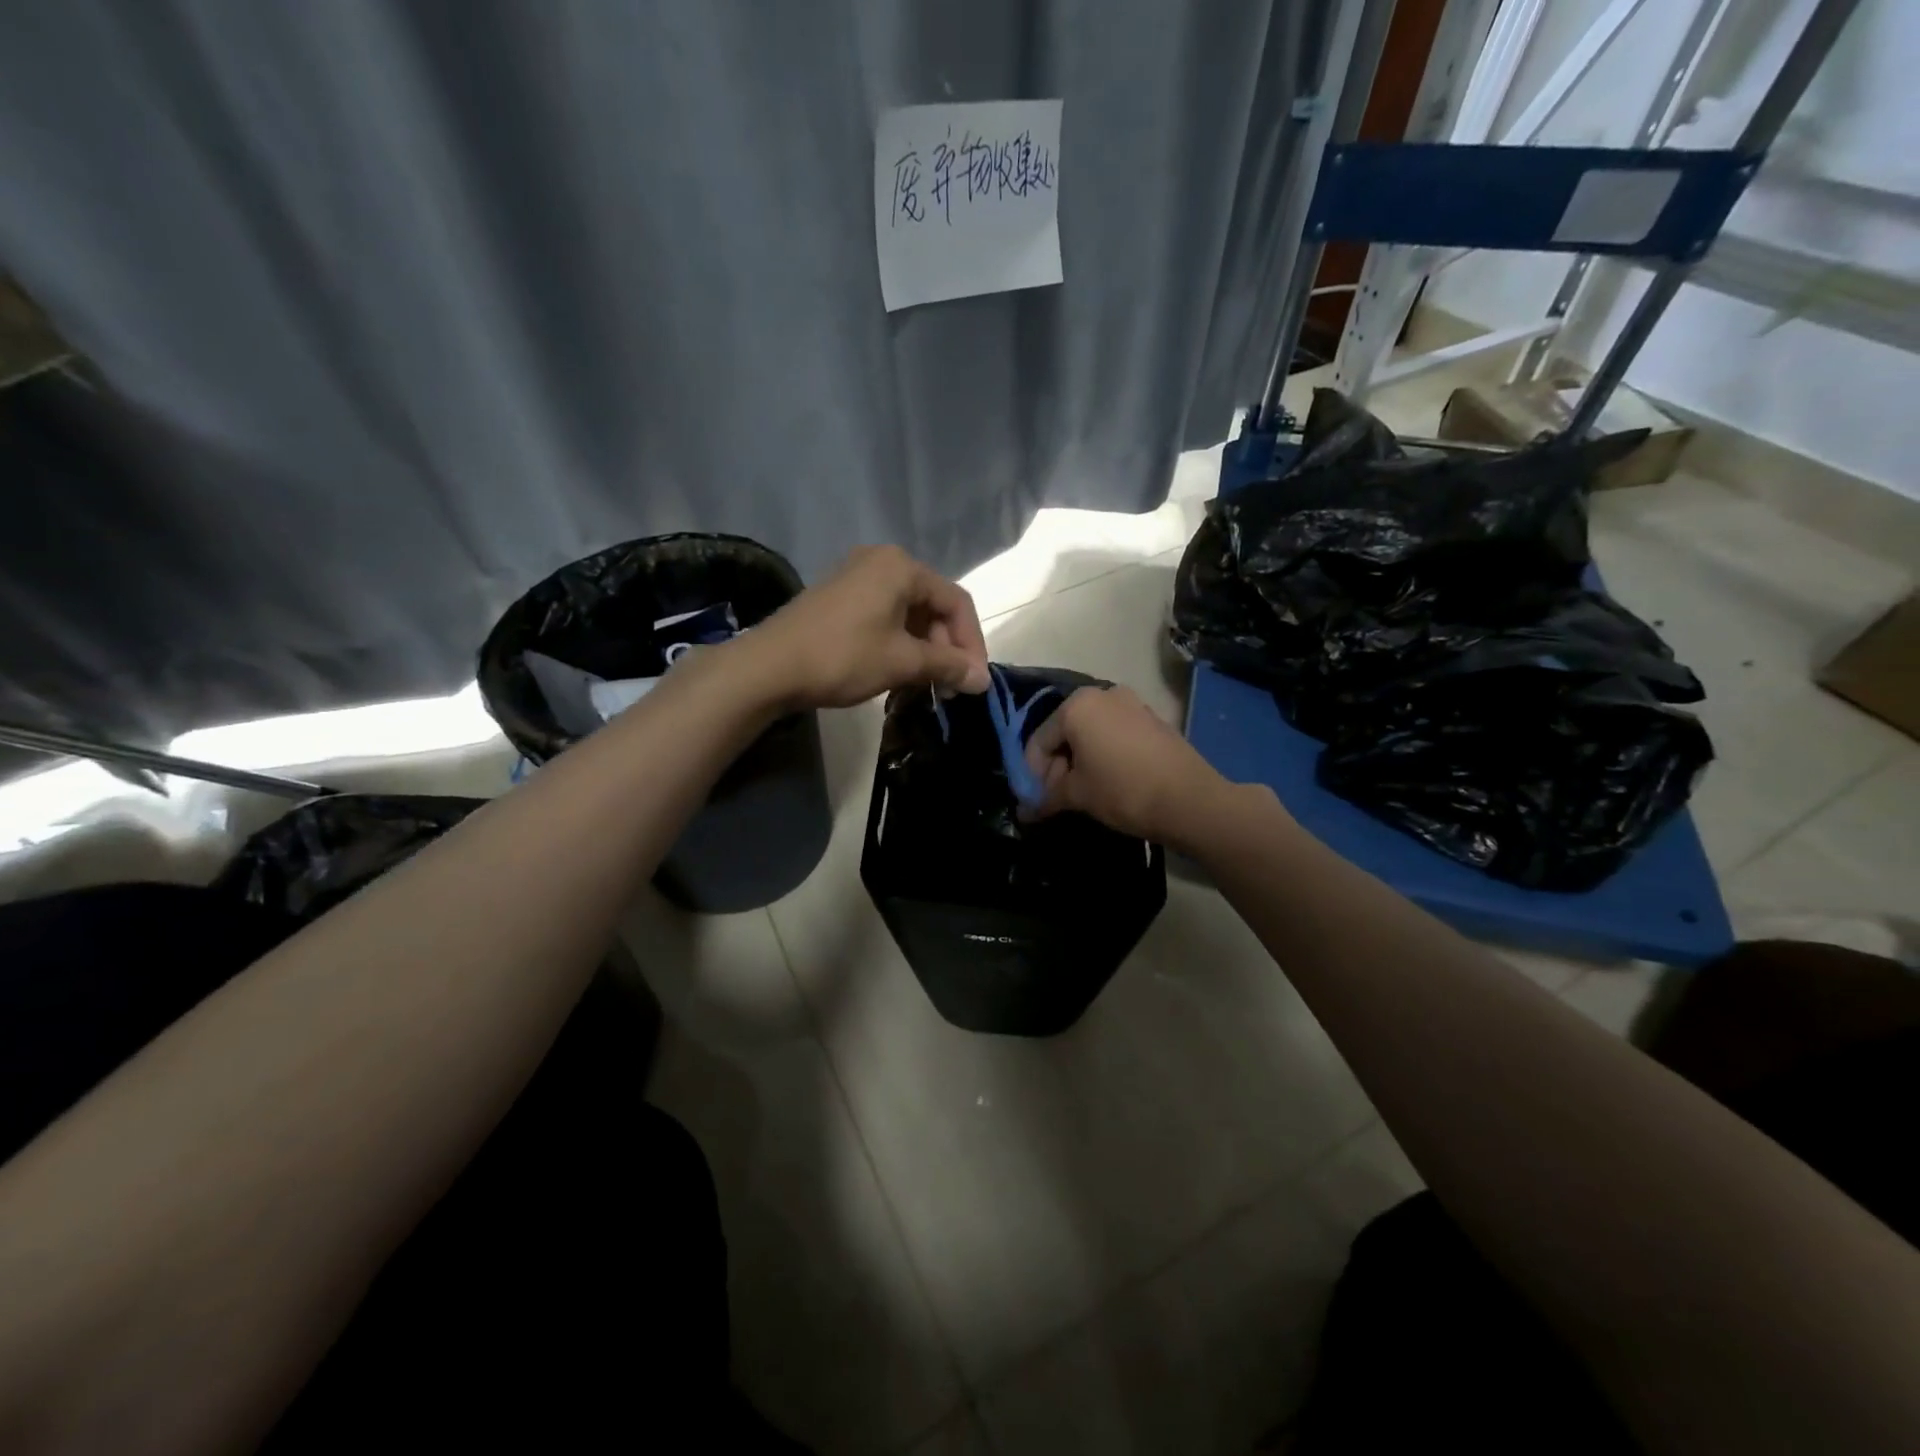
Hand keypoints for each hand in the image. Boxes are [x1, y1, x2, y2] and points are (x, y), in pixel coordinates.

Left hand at [747, 545, 989, 709]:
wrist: (768, 667)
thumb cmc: (842, 657)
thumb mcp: (901, 662)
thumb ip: (947, 666)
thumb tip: (983, 680)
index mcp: (901, 567)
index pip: (956, 602)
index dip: (971, 643)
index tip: (974, 681)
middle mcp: (881, 562)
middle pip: (933, 605)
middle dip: (947, 647)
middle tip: (950, 687)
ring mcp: (857, 577)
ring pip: (909, 613)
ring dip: (925, 649)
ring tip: (927, 684)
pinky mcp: (839, 597)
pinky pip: (885, 615)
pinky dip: (900, 643)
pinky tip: (900, 672)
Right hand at [1021, 685, 1238, 847]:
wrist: (1190, 799)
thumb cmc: (1123, 790)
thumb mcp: (1077, 795)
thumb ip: (1046, 797)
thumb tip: (1025, 811)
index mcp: (1076, 705)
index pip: (1039, 741)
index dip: (1032, 774)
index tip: (1035, 801)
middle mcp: (1102, 694)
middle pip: (1064, 732)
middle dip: (1056, 767)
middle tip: (1057, 800)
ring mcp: (1131, 704)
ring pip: (1090, 733)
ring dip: (1080, 762)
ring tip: (1082, 794)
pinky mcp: (1152, 719)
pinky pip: (1114, 735)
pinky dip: (1104, 755)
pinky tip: (1107, 782)